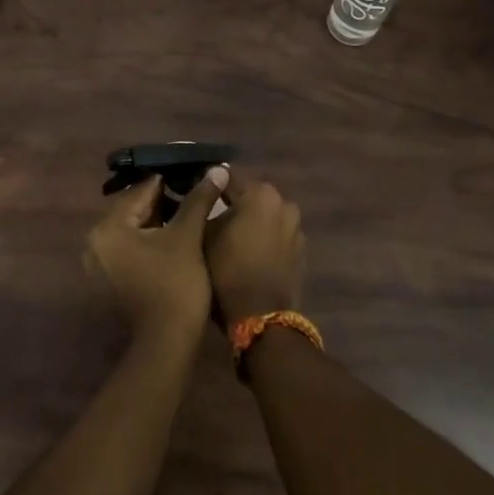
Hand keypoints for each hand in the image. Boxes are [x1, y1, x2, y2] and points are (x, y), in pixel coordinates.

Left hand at [84, 167, 229, 344]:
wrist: (168, 341)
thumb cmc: (175, 283)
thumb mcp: (187, 235)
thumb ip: (199, 199)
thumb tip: (217, 168)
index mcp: (107, 227)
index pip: (141, 190)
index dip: (171, 180)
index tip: (195, 172)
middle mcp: (96, 241)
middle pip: (135, 208)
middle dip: (165, 200)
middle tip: (196, 190)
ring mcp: (102, 262)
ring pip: (135, 228)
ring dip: (160, 218)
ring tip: (192, 209)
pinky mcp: (113, 278)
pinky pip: (132, 246)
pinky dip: (152, 238)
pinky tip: (178, 234)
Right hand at [205, 176, 305, 325]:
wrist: (261, 316)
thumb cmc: (227, 270)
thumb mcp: (204, 234)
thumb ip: (204, 204)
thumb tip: (205, 188)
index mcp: (260, 193)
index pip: (228, 177)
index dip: (208, 184)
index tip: (192, 190)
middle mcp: (284, 203)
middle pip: (250, 195)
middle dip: (232, 202)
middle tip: (210, 215)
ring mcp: (296, 227)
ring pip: (265, 215)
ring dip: (250, 221)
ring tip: (230, 236)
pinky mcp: (301, 250)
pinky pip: (277, 235)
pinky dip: (264, 238)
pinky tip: (248, 252)